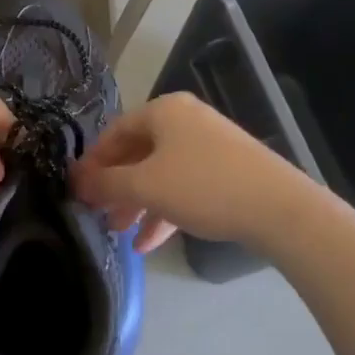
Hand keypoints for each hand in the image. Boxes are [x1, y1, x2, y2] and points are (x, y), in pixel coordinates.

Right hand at [71, 92, 318, 253]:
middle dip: (115, 187)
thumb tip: (76, 181)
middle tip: (96, 214)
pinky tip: (150, 243)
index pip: (115, 132)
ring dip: (138, 204)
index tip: (76, 190)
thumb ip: (106, 183)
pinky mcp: (227, 171)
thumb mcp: (145, 186)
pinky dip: (165, 210)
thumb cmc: (202, 186)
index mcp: (163, 111)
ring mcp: (209, 145)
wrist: (278, 207)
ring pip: (160, 173)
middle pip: (137, 153)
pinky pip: (184, 186)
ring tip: (120, 234)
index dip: (92, 162)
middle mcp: (185, 120)